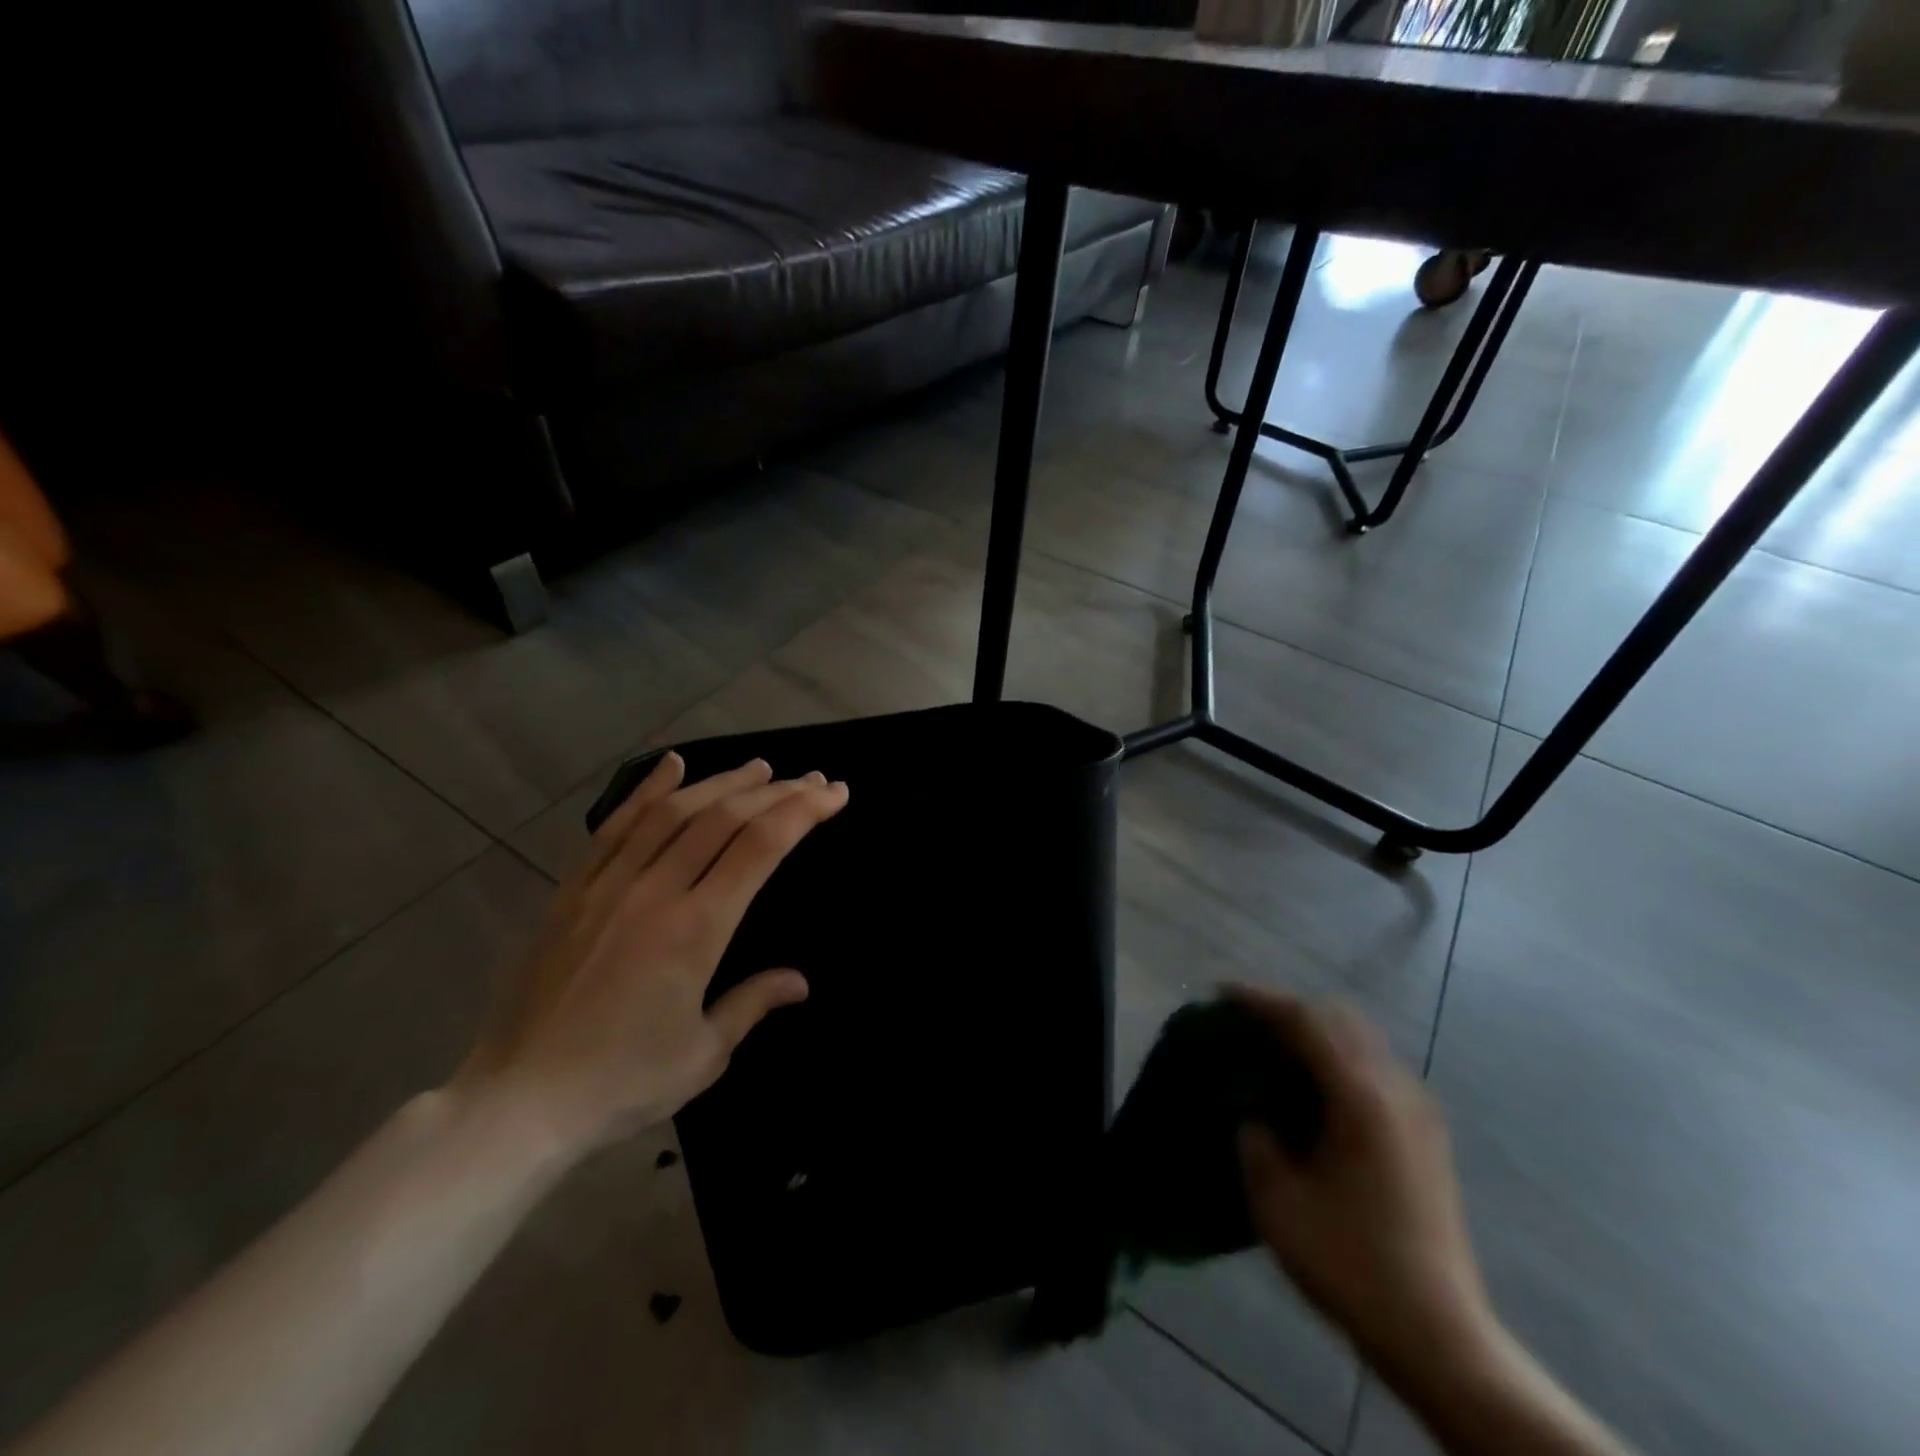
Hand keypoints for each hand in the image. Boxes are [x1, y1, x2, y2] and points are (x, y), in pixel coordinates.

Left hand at [456, 753, 848, 1155]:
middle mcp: (655, 892)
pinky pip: (615, 826)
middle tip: (810, 779)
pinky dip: (648, 789)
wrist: (517, 1101)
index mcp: (696, 930)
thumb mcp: (704, 1055)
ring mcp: (608, 885)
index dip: (804, 811)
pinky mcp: (572, 890)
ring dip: (722, 782)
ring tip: (759, 767)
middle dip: (776, 791)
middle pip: (724, 818)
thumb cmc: (621, 1082)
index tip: (835, 793)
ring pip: (674, 812)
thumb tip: (799, 981)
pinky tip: (673, 765)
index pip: (761, 847)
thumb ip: (753, 1004)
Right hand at [1234, 990, 1496, 1384]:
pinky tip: (1313, 1090)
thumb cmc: (1350, 1262)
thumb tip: (1253, 1115)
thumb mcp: (1277, 1201)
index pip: (1305, 1021)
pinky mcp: (1425, 1136)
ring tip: (1275, 1051)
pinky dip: (1338, 1059)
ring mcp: (1418, 1112)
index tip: (1222, 994)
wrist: (1437, 1334)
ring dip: (1316, 1033)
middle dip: (1290, 1010)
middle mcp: (1395, 1090)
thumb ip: (1255, 1141)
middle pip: (1339, 1018)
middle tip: (1247, 1022)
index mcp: (1360, 1097)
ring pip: (1362, 1041)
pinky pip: (1375, 1069)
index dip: (1261, 1000)